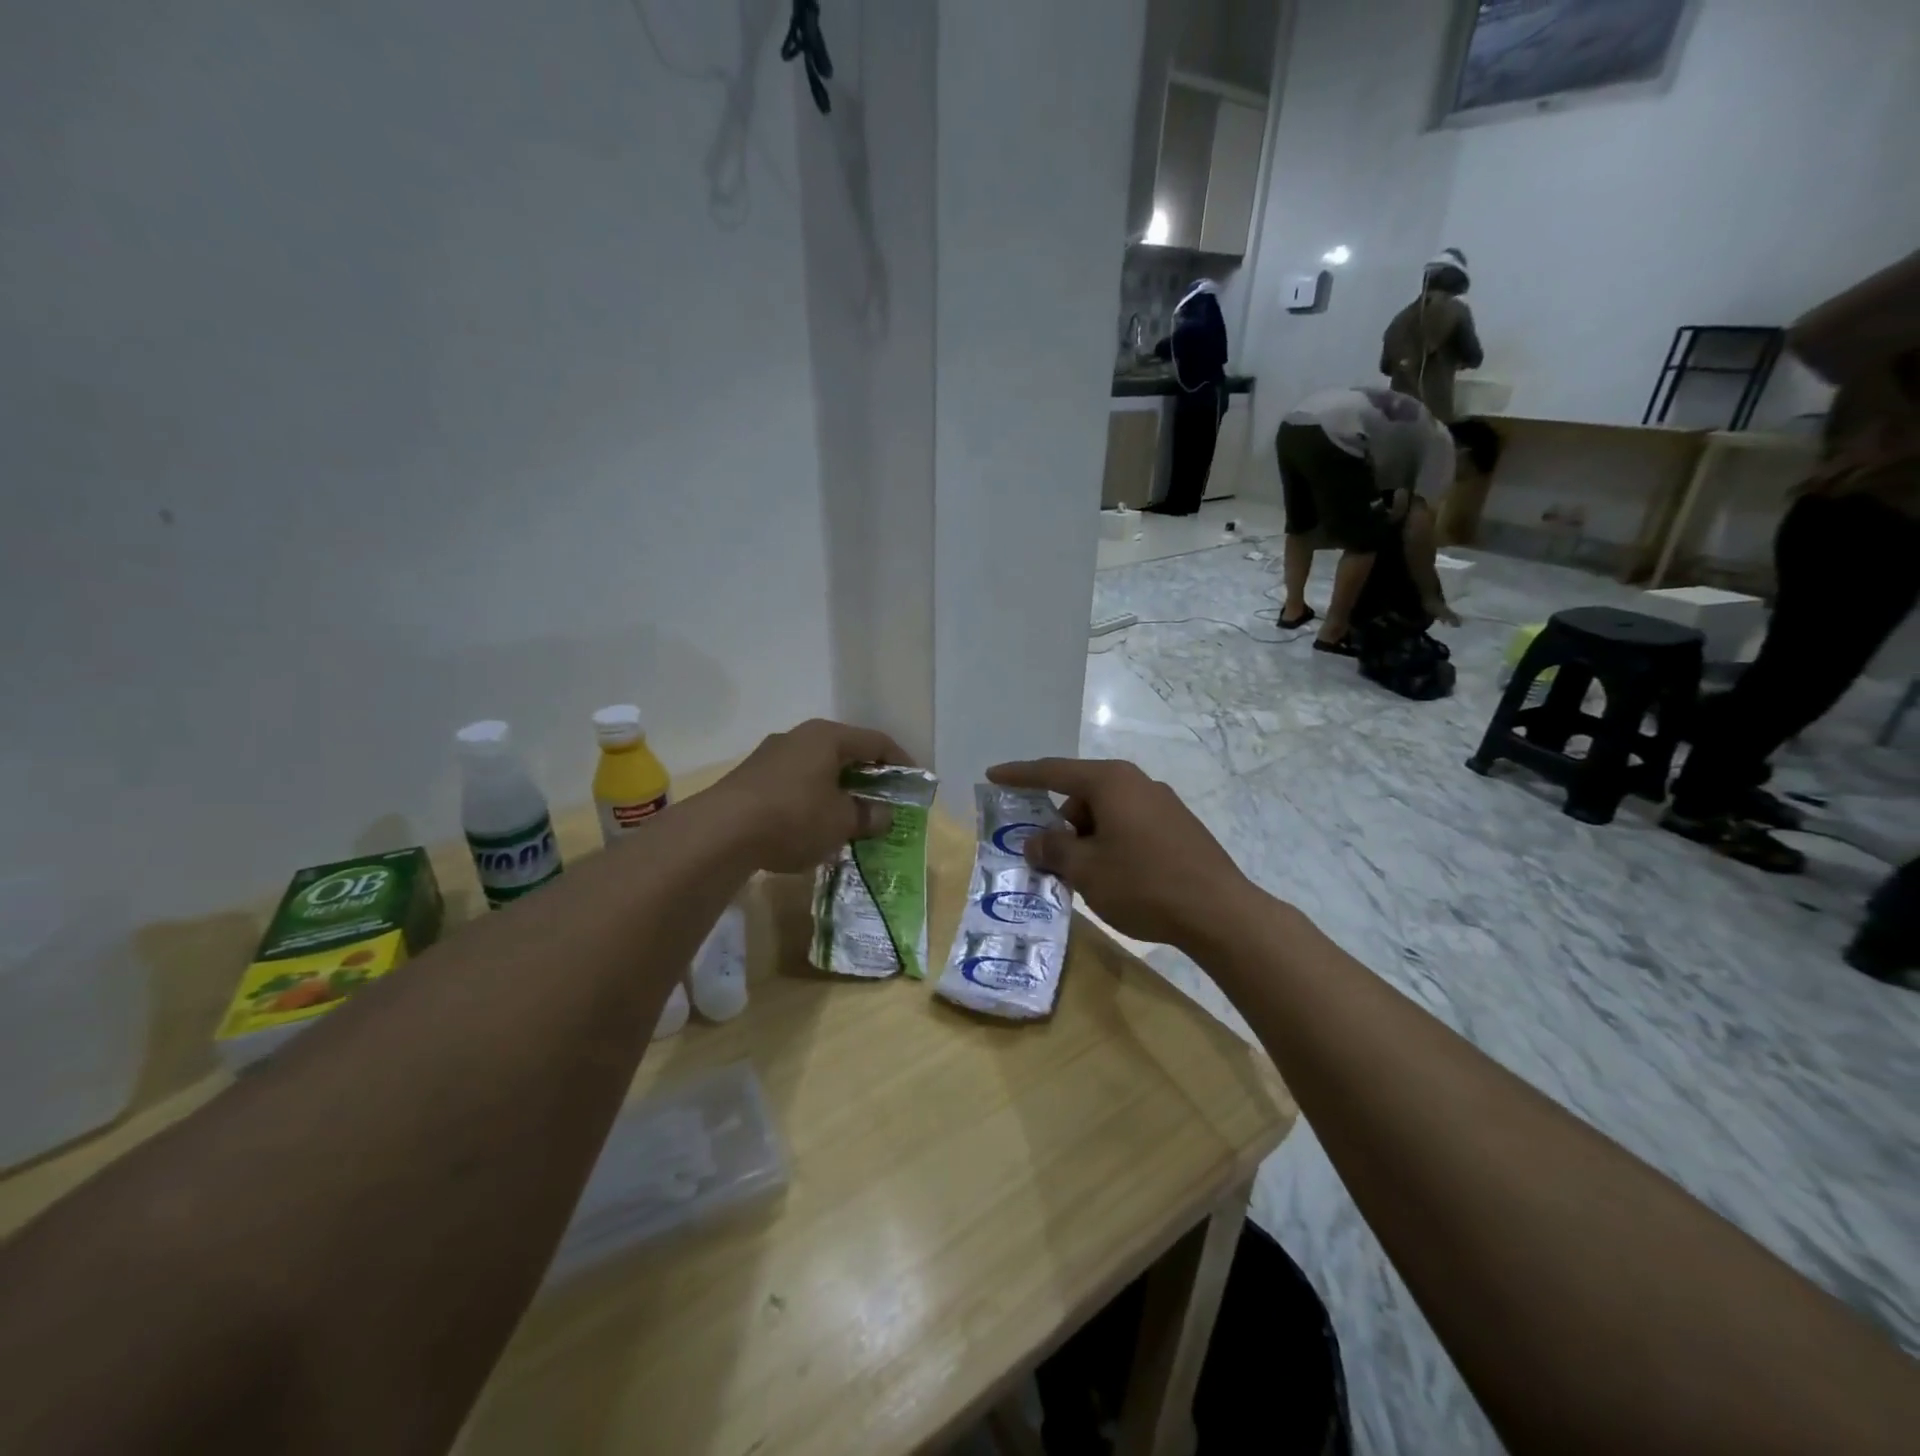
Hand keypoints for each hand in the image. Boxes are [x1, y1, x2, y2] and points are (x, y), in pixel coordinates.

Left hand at [711, 719, 909, 873]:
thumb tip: (883, 814)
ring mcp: (771, 756)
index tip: (914, 781)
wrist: (720, 832)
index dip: (900, 761)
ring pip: (817, 769)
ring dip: (837, 790)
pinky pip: (794, 784)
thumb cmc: (794, 817)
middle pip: (844, 752)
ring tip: (850, 817)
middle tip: (883, 800)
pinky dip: (812, 800)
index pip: (876, 741)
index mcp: (827, 737)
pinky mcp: (751, 778)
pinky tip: (813, 826)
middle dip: (867, 777)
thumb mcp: (841, 821)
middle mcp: (799, 737)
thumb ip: (868, 816)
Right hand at [986, 758, 1252, 947]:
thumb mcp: (1086, 869)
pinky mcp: (1179, 827)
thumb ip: (1053, 849)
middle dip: (1060, 823)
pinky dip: (1111, 843)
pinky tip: (1117, 878)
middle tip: (1050, 858)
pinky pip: (1130, 826)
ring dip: (1087, 837)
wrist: (1219, 912)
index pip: (1054, 772)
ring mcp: (1163, 804)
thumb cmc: (1143, 883)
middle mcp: (1137, 783)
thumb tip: (1035, 840)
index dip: (1020, 775)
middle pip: (1082, 795)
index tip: (993, 775)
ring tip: (1086, 877)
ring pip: (1107, 813)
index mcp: (1111, 782)